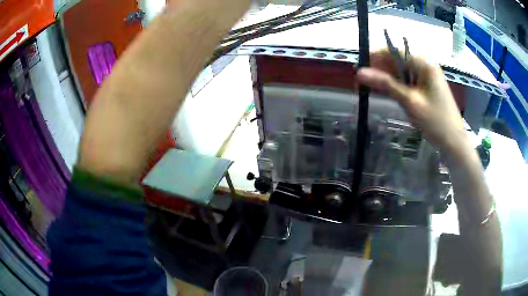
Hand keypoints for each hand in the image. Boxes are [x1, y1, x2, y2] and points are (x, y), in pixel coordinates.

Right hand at [356, 50, 466, 155]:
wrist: (454, 141)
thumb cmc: (435, 122)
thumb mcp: (410, 101)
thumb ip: (386, 84)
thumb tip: (360, 72)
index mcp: (424, 63)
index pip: (395, 50)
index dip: (375, 56)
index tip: (360, 67)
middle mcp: (425, 65)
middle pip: (397, 60)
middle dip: (380, 69)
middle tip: (362, 82)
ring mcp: (427, 76)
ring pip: (402, 71)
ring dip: (387, 78)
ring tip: (372, 89)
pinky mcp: (427, 86)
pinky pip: (408, 80)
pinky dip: (397, 86)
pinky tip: (389, 93)